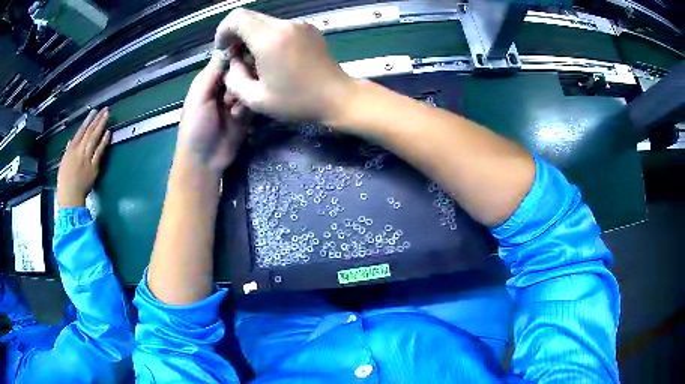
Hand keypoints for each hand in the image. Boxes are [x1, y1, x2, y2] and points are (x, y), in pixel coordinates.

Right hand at [57, 108, 110, 207]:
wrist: (70, 196)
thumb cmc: (65, 181)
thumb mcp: (64, 162)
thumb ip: (69, 150)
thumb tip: (72, 141)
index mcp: (71, 149)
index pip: (80, 131)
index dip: (88, 120)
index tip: (94, 111)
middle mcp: (79, 151)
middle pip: (89, 132)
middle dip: (97, 119)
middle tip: (105, 109)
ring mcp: (87, 158)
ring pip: (95, 138)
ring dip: (102, 125)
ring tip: (107, 115)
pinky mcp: (94, 166)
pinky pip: (99, 151)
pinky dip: (104, 141)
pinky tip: (109, 133)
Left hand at [177, 55, 248, 173]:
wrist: (204, 161)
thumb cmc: (195, 127)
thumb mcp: (198, 96)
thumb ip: (212, 72)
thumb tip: (229, 45)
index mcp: (210, 79)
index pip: (229, 58)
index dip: (238, 54)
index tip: (247, 54)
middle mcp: (225, 86)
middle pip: (244, 69)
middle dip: (242, 78)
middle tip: (233, 92)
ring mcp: (238, 100)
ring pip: (251, 84)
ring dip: (244, 94)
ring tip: (234, 109)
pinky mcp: (248, 114)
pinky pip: (255, 101)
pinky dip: (249, 106)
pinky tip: (240, 115)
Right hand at [216, 8, 356, 123]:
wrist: (338, 97)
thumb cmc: (298, 102)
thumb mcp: (256, 99)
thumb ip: (234, 79)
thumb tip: (232, 63)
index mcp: (270, 39)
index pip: (237, 18)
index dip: (223, 31)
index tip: (223, 49)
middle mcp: (285, 25)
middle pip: (249, 17)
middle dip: (236, 34)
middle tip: (236, 56)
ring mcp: (299, 25)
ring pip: (264, 22)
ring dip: (253, 37)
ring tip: (254, 60)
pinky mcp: (309, 29)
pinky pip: (280, 27)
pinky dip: (269, 37)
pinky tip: (272, 57)